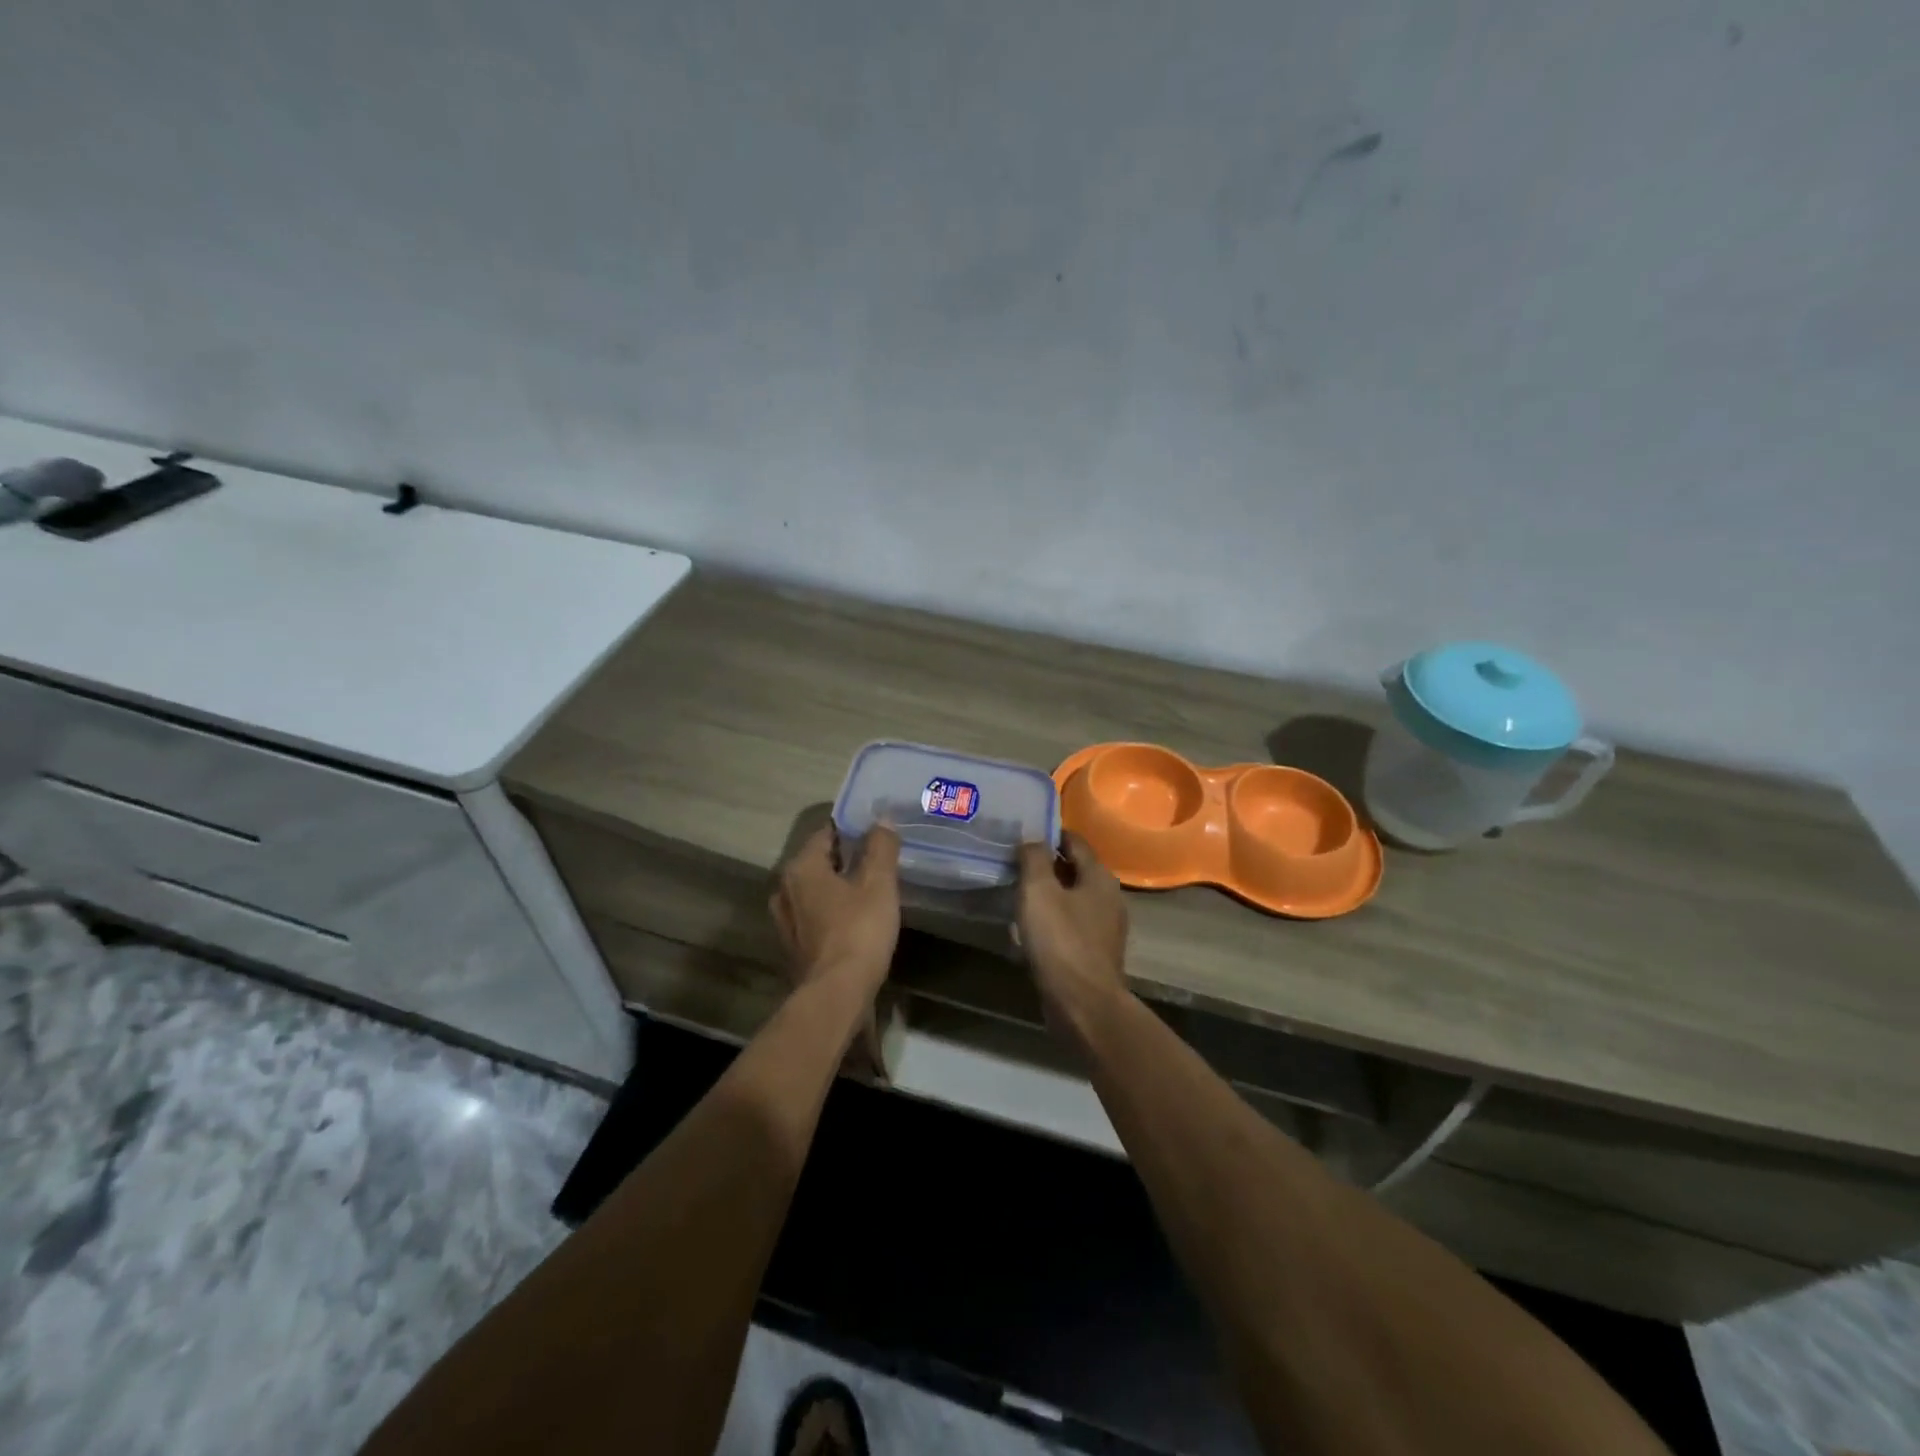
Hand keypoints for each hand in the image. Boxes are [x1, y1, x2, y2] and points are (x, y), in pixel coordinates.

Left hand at [770, 823, 902, 1003]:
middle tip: (877, 860)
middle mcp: (784, 889)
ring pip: (815, 891)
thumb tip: (882, 820)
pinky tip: (854, 920)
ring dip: (837, 888)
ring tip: (868, 890)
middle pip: (818, 862)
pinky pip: (814, 917)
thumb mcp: (879, 884)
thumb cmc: (858, 931)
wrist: (836, 994)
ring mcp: (784, 921)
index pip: (826, 834)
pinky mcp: (792, 947)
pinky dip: (831, 913)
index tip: (876, 833)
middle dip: (845, 859)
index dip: (852, 829)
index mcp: (801, 867)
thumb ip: (881, 847)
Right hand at [1016, 832, 1130, 1032]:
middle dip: (1046, 866)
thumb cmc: (1060, 941)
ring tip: (1017, 899)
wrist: (1083, 1004)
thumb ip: (1034, 858)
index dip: (1049, 835)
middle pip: (1075, 871)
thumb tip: (1032, 838)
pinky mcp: (1095, 954)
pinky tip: (1028, 933)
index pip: (1075, 841)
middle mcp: (1109, 898)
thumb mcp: (1039, 890)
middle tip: (1014, 867)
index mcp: (1100, 877)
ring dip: (1047, 897)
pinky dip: (1051, 923)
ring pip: (1072, 900)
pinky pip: (1070, 927)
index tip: (1022, 837)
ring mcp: (1105, 928)